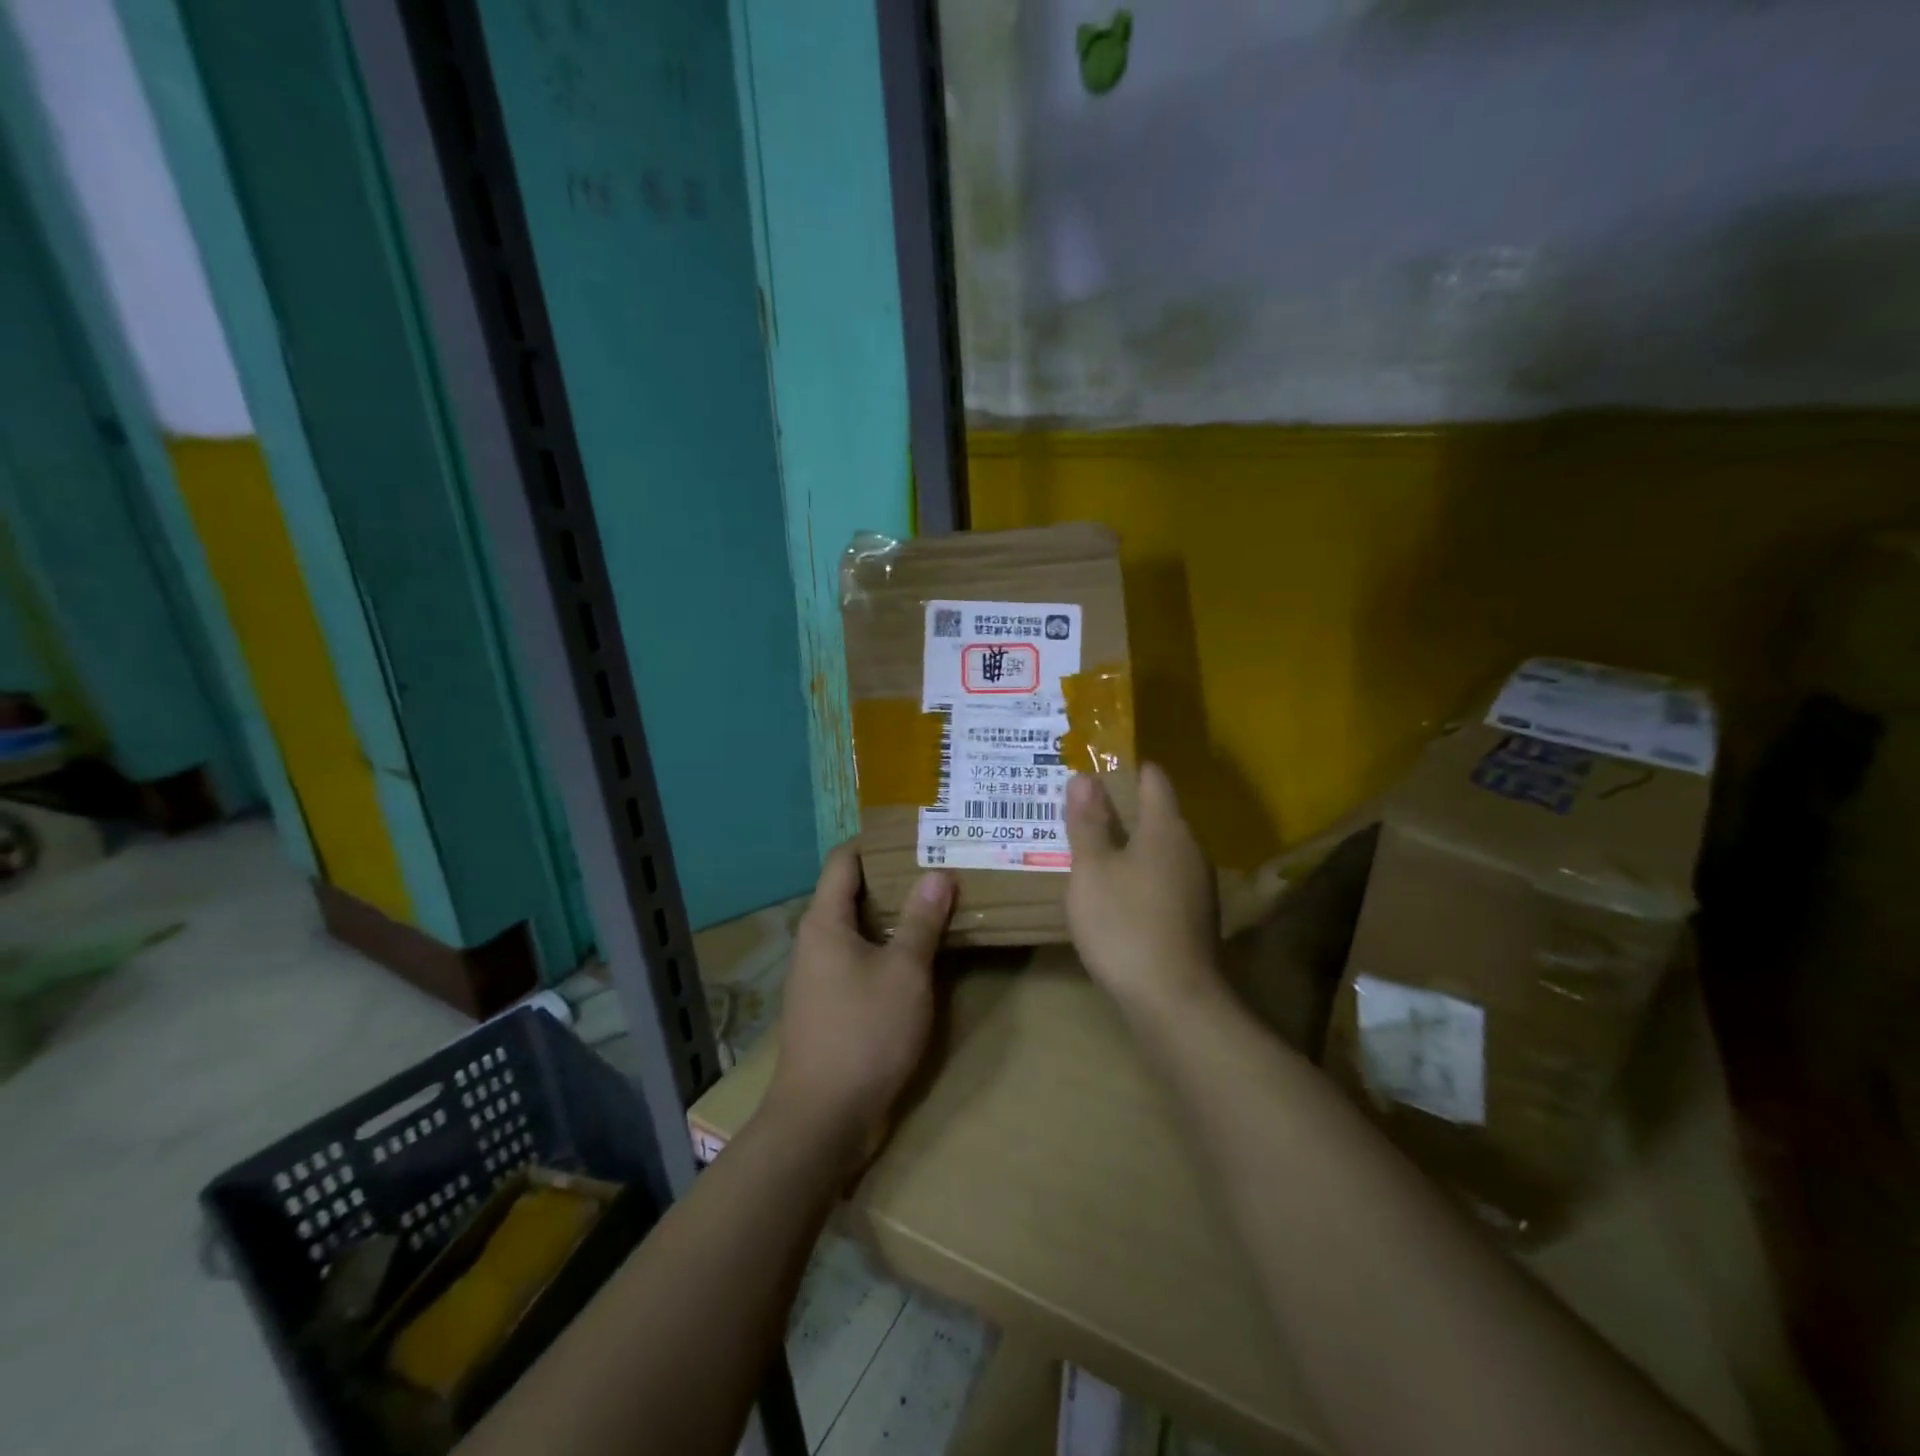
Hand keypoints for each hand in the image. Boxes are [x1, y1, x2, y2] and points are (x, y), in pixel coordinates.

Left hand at [767, 844, 954, 1171]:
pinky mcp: (832, 1005)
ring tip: (941, 901)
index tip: (917, 832)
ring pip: (861, 928)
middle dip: (895, 877)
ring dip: (896, 915)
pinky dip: (890, 948)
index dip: (876, 841)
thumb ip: (922, 921)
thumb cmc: (864, 1033)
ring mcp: (822, 975)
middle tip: (942, 863)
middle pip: (853, 892)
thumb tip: (938, 873)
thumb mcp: (904, 972)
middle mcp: (816, 941)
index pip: (844, 859)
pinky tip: (924, 953)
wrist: (824, 1119)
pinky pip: (863, 959)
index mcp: (825, 922)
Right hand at [1065, 765, 1221, 1020]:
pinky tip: (1115, 893)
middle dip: (1121, 808)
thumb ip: (1088, 823)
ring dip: (1130, 845)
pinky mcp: (1195, 916)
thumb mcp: (1092, 871)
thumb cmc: (1125, 925)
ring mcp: (1198, 884)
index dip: (1126, 768)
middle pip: (1158, 814)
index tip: (1094, 768)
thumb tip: (1084, 777)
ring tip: (1091, 850)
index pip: (1153, 779)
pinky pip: (1164, 878)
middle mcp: (1190, 848)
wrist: (1175, 1002)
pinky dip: (1140, 875)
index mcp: (1166, 828)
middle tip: (1080, 810)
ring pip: (1161, 849)